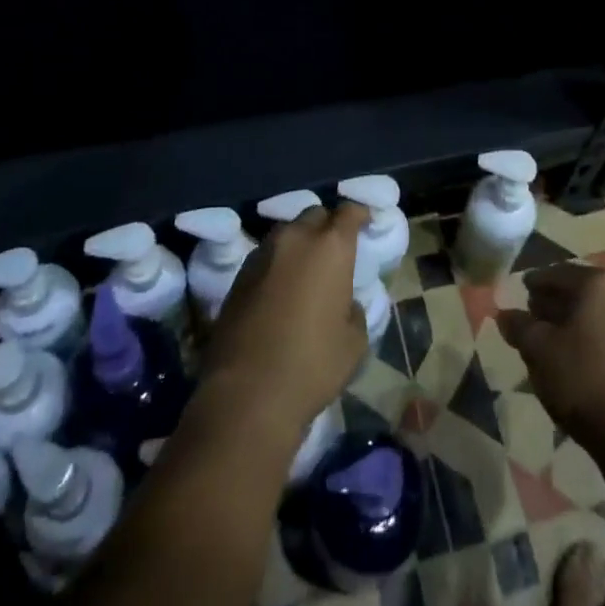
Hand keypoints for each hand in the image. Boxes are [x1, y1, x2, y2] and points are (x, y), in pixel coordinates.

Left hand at [198, 202, 368, 438]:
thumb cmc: (312, 365)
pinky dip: (278, 263)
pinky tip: (280, 290)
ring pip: (288, 233)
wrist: (247, 393)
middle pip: (315, 215)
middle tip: (335, 250)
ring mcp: (263, 253)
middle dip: (327, 226)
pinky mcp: (239, 274)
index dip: (359, 214)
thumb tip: (344, 303)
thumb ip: (354, 310)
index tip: (365, 221)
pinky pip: (267, 255)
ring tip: (306, 270)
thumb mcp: (354, 343)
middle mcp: (296, 238)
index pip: (349, 212)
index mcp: (330, 247)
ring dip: (300, 244)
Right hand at [496, 264, 604, 460]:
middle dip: (554, 303)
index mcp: (598, 282)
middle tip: (532, 319)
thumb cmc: (585, 382)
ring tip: (552, 344)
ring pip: (597, 312)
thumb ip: (519, 327)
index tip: (519, 296)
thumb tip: (505, 315)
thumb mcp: (539, 352)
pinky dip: (593, 338)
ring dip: (574, 322)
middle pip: (579, 290)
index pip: (556, 274)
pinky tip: (578, 361)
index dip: (533, 285)